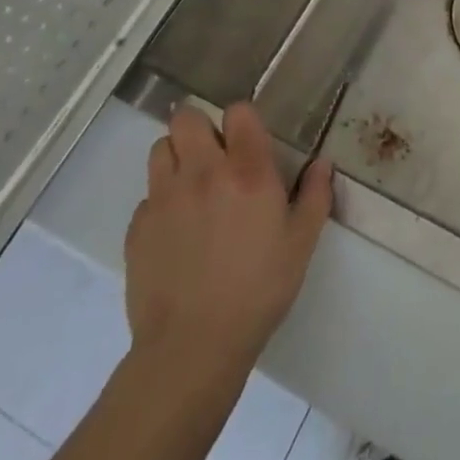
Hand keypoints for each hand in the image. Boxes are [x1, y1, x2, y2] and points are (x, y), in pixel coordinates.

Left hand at [125, 102, 332, 371]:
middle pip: (187, 118)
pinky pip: (147, 195)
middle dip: (200, 129)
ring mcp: (164, 198)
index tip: (248, 141)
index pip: (237, 111)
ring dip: (176, 156)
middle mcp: (203, 172)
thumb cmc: (258, 290)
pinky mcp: (137, 227)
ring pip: (160, 148)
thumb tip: (322, 163)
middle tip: (214, 156)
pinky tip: (175, 230)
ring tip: (191, 185)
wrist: (192, 347)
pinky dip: (161, 202)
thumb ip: (315, 195)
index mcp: (247, 171)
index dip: (242, 120)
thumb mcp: (302, 243)